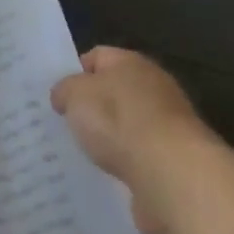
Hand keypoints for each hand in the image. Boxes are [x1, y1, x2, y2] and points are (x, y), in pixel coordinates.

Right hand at [51, 46, 209, 233]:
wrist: (172, 175)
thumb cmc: (118, 120)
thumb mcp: (75, 95)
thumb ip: (65, 90)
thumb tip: (63, 95)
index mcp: (130, 62)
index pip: (97, 56)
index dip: (75, 72)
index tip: (58, 95)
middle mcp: (154, 87)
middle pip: (115, 92)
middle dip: (93, 108)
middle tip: (67, 124)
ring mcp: (168, 126)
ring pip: (128, 127)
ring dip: (112, 140)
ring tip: (85, 154)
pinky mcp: (175, 162)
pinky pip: (141, 159)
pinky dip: (127, 166)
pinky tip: (108, 177)